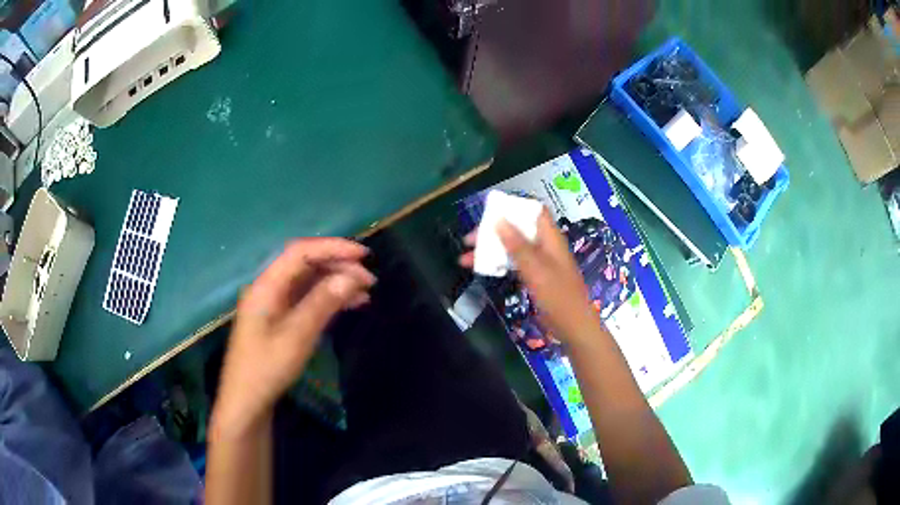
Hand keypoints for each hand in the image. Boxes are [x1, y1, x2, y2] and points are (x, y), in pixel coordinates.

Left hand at [213, 238, 375, 434]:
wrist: (247, 401)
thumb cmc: (267, 368)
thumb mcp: (296, 336)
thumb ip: (322, 303)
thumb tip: (350, 277)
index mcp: (266, 285)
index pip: (300, 252)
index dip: (332, 248)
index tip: (363, 255)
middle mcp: (269, 288)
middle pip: (305, 264)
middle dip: (338, 266)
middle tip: (369, 279)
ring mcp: (274, 304)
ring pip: (309, 281)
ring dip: (336, 282)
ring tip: (366, 291)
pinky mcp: (281, 319)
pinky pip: (307, 299)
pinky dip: (329, 298)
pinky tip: (350, 304)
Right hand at [460, 210, 597, 344]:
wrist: (573, 327)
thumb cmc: (558, 296)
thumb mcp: (536, 269)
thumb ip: (517, 245)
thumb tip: (498, 219)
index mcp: (550, 238)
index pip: (533, 210)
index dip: (513, 206)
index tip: (489, 211)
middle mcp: (545, 245)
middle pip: (517, 229)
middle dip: (493, 231)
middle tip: (469, 240)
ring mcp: (540, 261)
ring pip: (512, 247)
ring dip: (491, 249)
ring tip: (466, 259)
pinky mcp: (536, 276)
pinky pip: (514, 263)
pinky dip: (499, 263)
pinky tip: (483, 269)